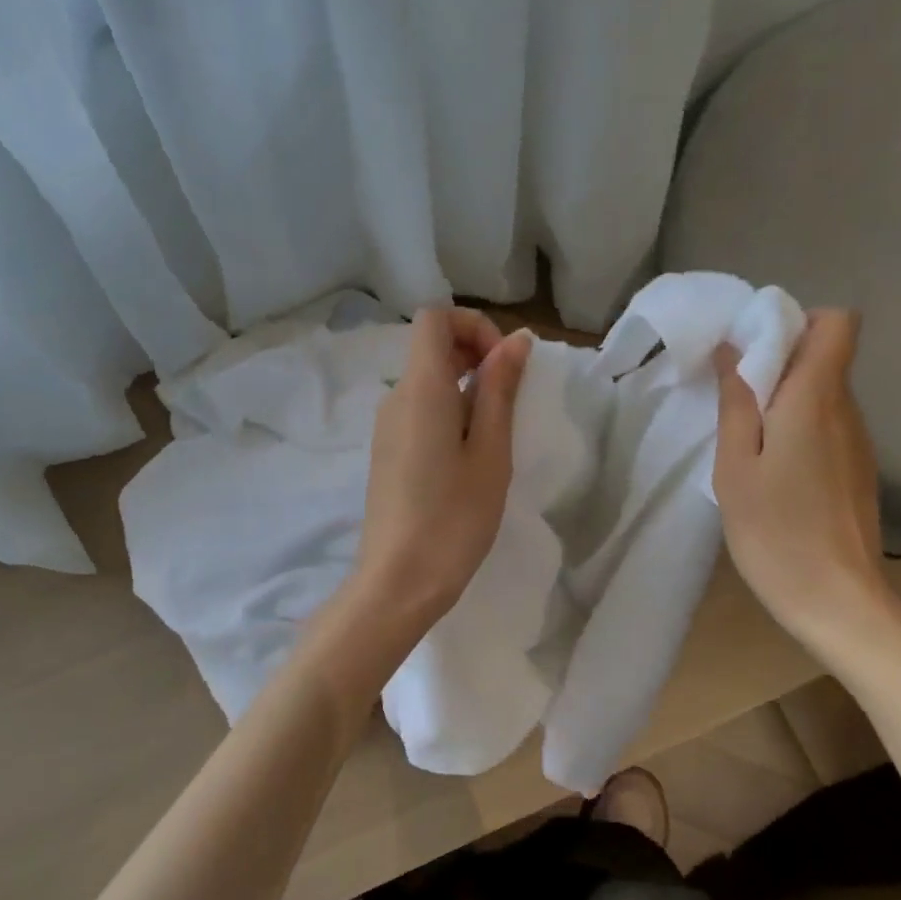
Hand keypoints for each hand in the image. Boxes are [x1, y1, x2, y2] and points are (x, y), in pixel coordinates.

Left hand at [353, 306, 529, 629]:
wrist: (399, 581)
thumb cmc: (454, 518)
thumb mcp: (490, 453)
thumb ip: (500, 391)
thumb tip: (515, 341)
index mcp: (420, 389)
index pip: (434, 318)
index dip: (474, 326)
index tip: (504, 365)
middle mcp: (395, 399)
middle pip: (430, 348)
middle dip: (475, 355)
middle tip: (510, 400)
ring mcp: (386, 428)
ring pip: (426, 382)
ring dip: (465, 390)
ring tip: (494, 439)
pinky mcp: (386, 454)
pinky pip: (418, 412)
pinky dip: (448, 414)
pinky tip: (468, 459)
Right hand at [713, 309, 899, 658]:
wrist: (838, 601)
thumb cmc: (775, 532)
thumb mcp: (735, 468)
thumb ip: (736, 405)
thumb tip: (732, 351)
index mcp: (816, 399)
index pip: (837, 323)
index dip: (797, 323)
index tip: (753, 351)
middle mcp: (847, 410)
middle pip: (826, 356)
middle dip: (780, 361)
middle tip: (733, 402)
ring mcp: (858, 443)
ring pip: (825, 393)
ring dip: (786, 399)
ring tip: (747, 443)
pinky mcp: (857, 471)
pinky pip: (828, 426)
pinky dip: (798, 430)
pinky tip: (773, 473)